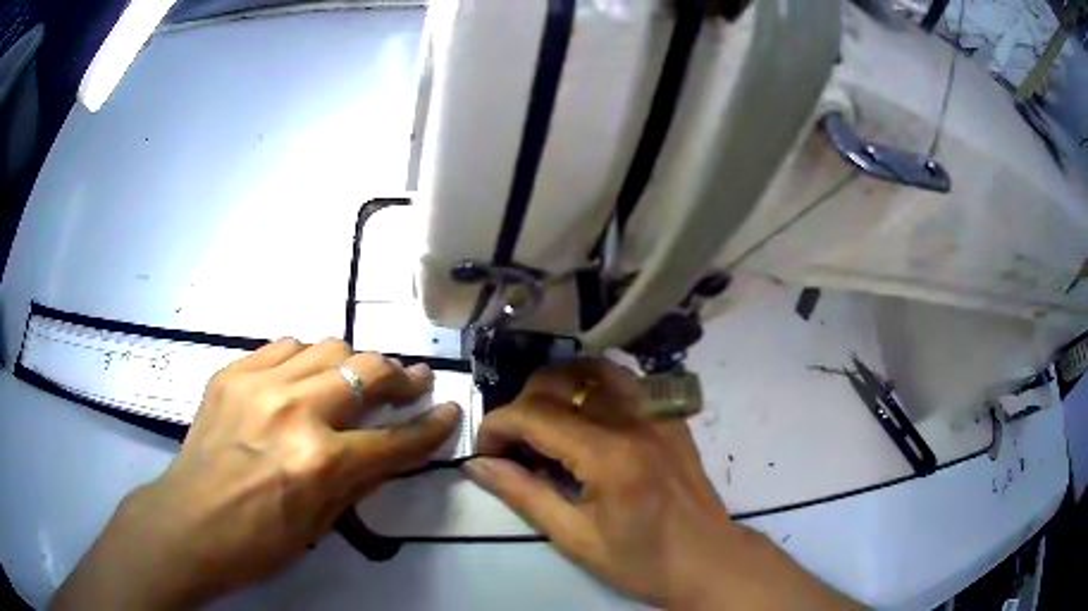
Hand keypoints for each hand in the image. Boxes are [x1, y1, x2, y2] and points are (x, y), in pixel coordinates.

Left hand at [52, 339, 460, 609]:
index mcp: (319, 463)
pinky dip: (303, 360)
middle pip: (366, 370)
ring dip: (349, 365)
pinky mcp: (231, 372)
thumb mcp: (320, 525)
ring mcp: (258, 384)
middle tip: (410, 383)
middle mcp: (293, 412)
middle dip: (399, 377)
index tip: (448, 410)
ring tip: (351, 383)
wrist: (189, 523)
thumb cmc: (258, 542)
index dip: (430, 427)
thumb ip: (360, 480)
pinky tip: (300, 380)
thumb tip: (394, 449)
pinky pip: (283, 346)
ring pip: (326, 346)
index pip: (394, 440)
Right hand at [464, 360, 856, 610]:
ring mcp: (657, 412)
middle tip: (514, 444)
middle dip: (522, 405)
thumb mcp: (576, 539)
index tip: (486, 452)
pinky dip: (592, 386)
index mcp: (609, 455)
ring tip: (543, 421)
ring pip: (594, 369)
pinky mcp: (670, 416)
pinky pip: (624, 381)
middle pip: (560, 382)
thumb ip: (524, 495)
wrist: (709, 560)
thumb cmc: (642, 561)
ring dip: (557, 386)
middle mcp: (634, 420)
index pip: (535, 415)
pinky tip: (583, 416)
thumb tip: (478, 465)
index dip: (498, 426)